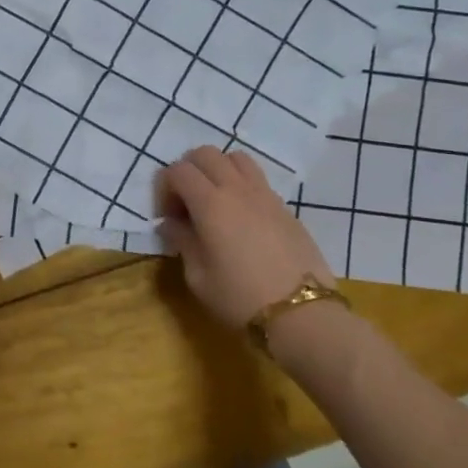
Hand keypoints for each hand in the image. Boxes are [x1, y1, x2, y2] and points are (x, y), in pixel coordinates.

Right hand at [156, 147, 337, 330]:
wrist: (303, 314)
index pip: (178, 171)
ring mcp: (265, 195)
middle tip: (185, 202)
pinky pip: (257, 179)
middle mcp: (237, 189)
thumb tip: (171, 224)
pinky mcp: (285, 207)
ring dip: (217, 170)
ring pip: (235, 158)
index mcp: (210, 204)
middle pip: (206, 153)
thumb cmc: (240, 298)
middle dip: (188, 171)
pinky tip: (240, 217)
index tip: (166, 216)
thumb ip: (182, 241)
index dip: (165, 187)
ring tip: (214, 200)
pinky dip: (240, 184)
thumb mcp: (197, 276)